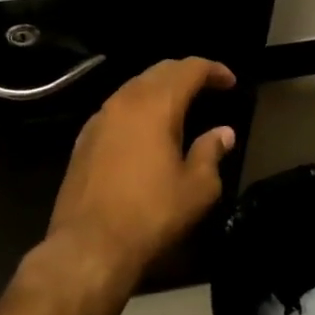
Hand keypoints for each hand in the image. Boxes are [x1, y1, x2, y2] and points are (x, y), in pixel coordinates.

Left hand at [49, 58, 237, 282]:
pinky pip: (117, 108)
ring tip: (181, 105)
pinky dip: (139, 107)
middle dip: (186, 73)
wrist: (87, 246)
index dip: (213, 69)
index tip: (230, 82)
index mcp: (156, 105)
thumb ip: (211, 153)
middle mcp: (125, 101)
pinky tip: (147, 129)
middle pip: (159, 71)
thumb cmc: (150, 215)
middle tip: (208, 86)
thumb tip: (223, 133)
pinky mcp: (84, 139)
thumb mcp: (196, 189)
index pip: (188, 69)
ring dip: (160, 89)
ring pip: (135, 87)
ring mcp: (100, 118)